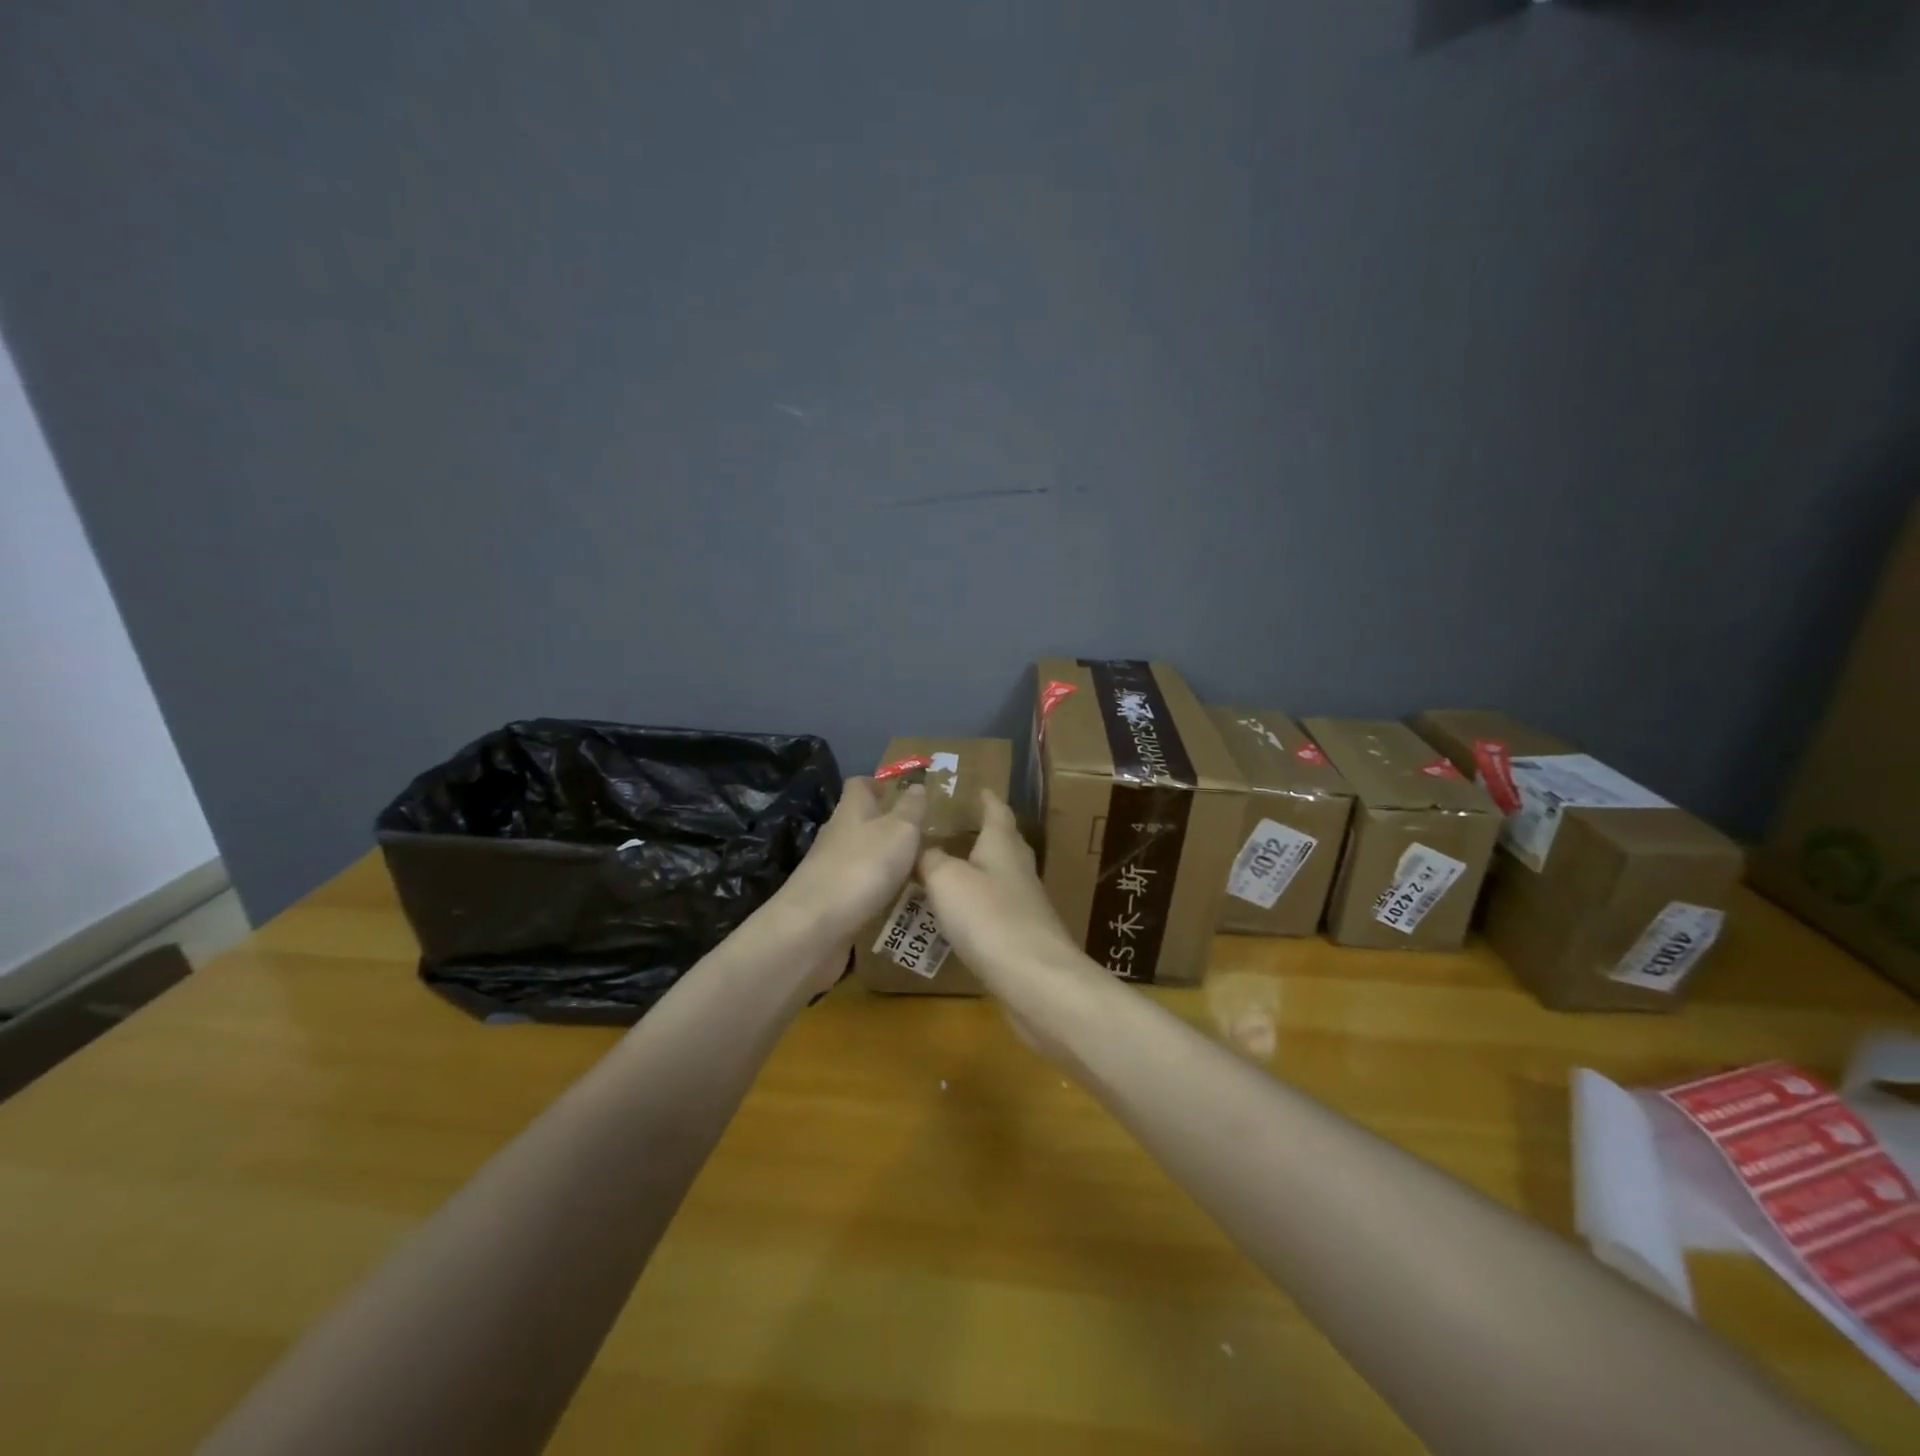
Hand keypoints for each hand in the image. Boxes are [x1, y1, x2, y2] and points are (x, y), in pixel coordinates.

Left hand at [774, 776, 927, 948]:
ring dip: (882, 859)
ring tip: (916, 869)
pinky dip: (875, 889)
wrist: (815, 927)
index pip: (860, 784)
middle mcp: (837, 834)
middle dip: (885, 824)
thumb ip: (911, 808)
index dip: (879, 784)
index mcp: (851, 810)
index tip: (903, 792)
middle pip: (859, 820)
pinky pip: (857, 886)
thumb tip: (917, 785)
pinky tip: (896, 900)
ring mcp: (829, 869)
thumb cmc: (863, 867)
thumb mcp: (900, 830)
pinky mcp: (828, 900)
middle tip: (920, 835)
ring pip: (859, 854)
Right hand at [917, 790, 1088, 999]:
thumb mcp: (946, 880)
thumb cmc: (988, 917)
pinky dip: (980, 906)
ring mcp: (1026, 904)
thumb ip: (931, 860)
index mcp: (1002, 845)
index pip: (997, 812)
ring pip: (1001, 877)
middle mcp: (1019, 868)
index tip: (980, 788)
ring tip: (951, 870)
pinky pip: (998, 910)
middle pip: (1004, 843)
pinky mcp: (1025, 936)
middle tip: (959, 828)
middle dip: (985, 834)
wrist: (1035, 978)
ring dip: (981, 871)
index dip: (987, 799)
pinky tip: (963, 916)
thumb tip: (924, 851)